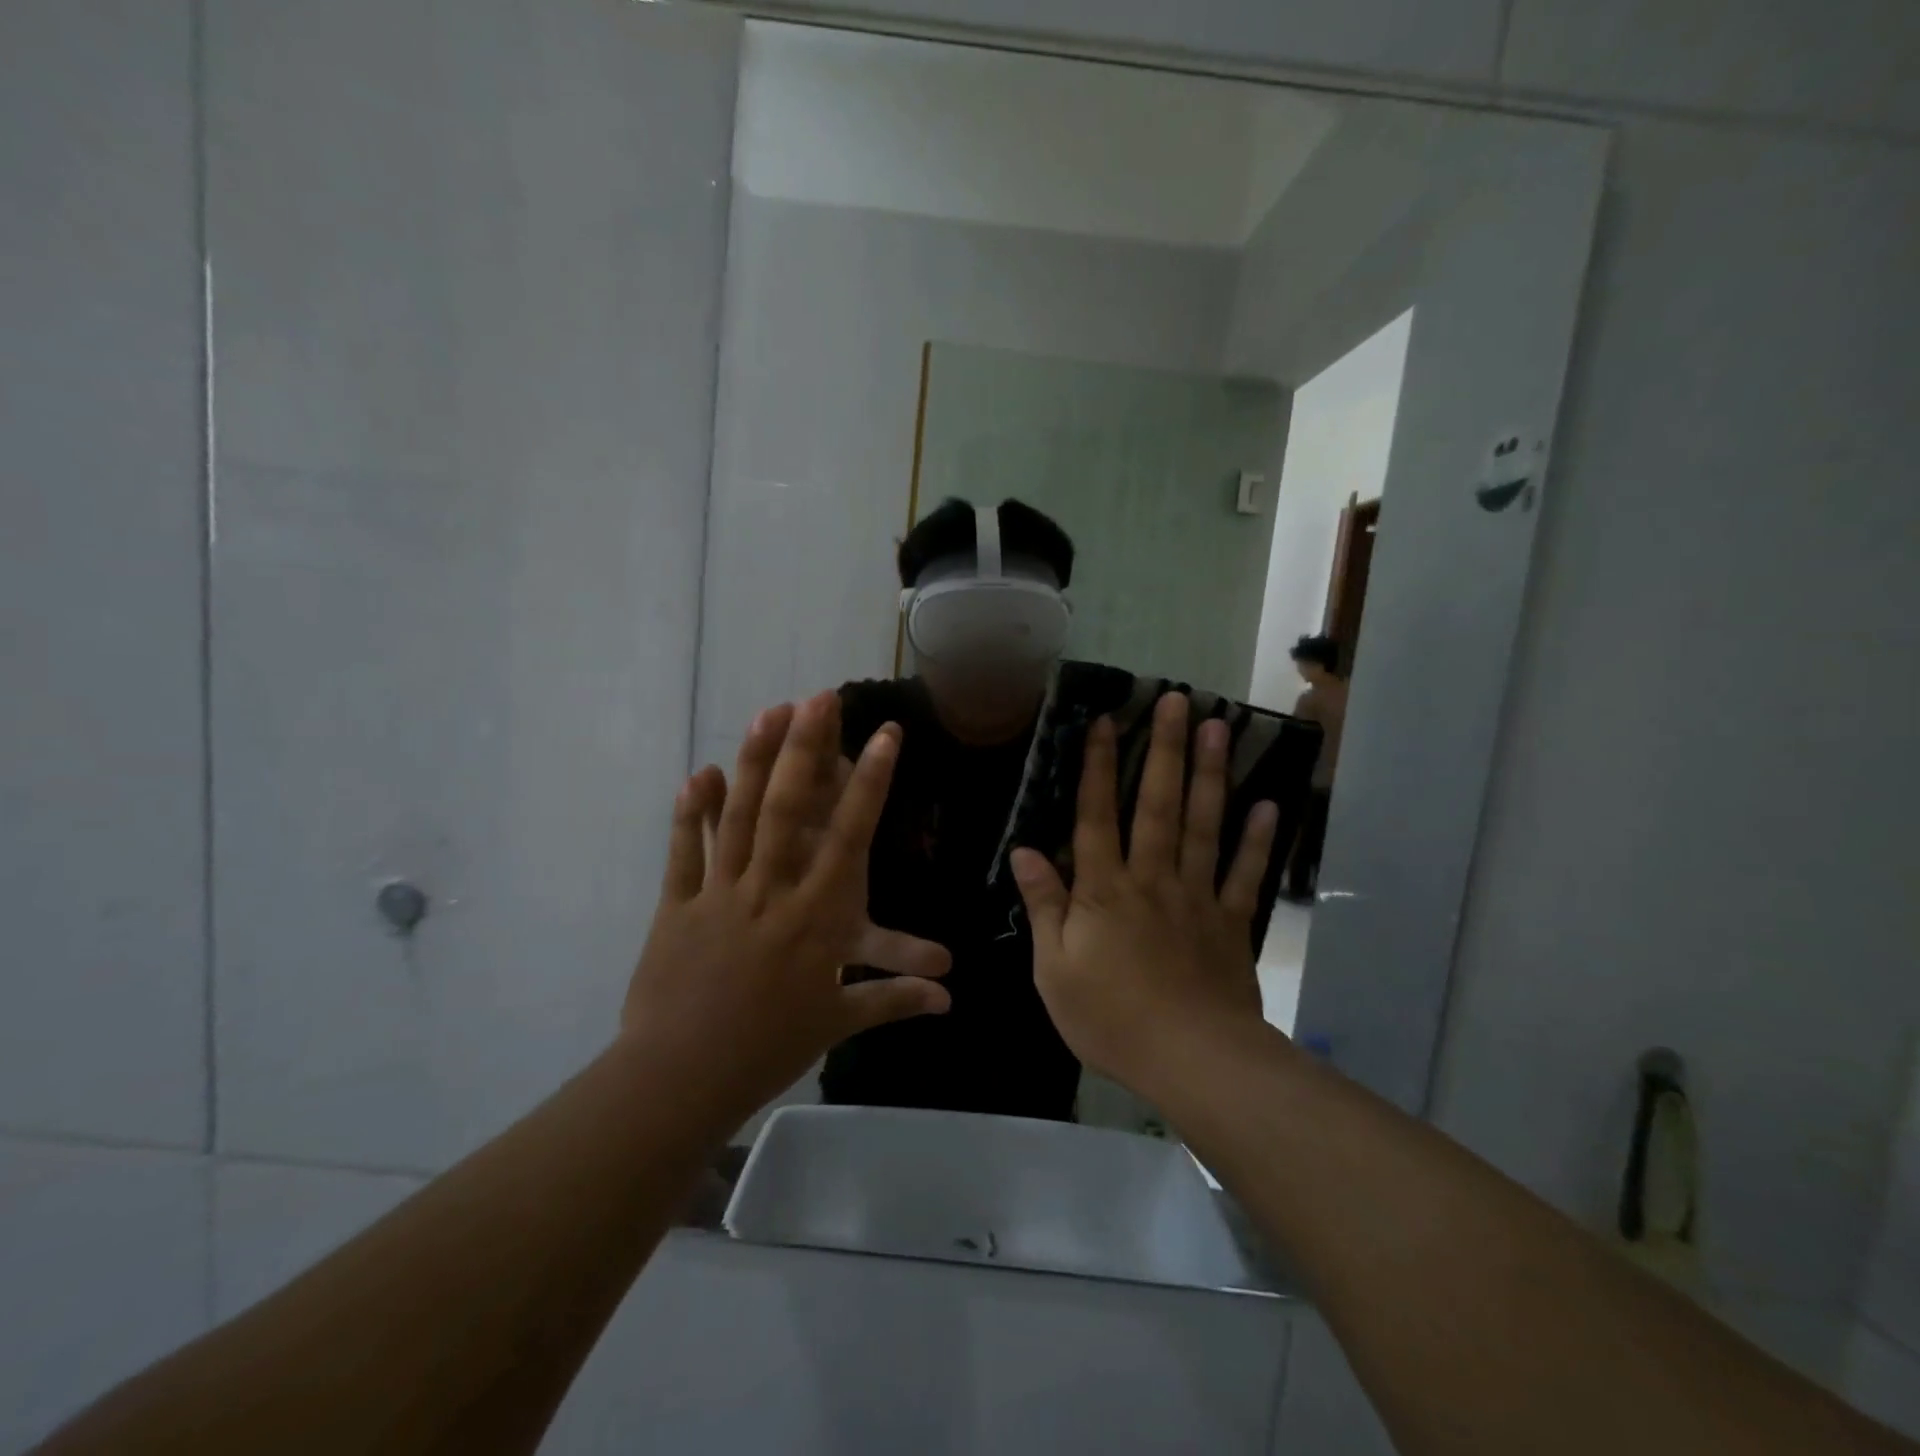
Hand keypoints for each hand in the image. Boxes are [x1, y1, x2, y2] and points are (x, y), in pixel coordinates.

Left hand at [622, 692, 950, 1122]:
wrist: (681, 1077)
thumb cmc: (769, 1047)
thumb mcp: (837, 1021)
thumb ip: (894, 999)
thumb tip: (949, 998)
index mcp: (816, 914)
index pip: (852, 834)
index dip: (871, 781)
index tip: (886, 735)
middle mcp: (772, 888)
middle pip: (790, 807)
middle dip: (807, 748)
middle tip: (818, 697)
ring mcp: (720, 891)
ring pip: (740, 815)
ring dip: (755, 761)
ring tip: (767, 712)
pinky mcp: (678, 903)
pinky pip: (685, 849)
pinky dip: (692, 810)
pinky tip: (702, 771)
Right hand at [1010, 693, 1278, 1088]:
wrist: (1190, 1060)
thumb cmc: (1110, 1017)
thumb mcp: (1054, 968)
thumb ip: (1044, 905)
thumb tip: (1025, 850)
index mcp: (1104, 890)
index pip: (1096, 816)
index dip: (1098, 767)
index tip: (1105, 721)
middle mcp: (1151, 879)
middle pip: (1157, 805)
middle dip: (1165, 749)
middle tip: (1178, 700)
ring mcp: (1196, 897)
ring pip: (1203, 826)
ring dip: (1210, 775)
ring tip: (1220, 727)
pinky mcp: (1230, 923)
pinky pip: (1245, 874)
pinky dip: (1258, 841)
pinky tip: (1267, 805)